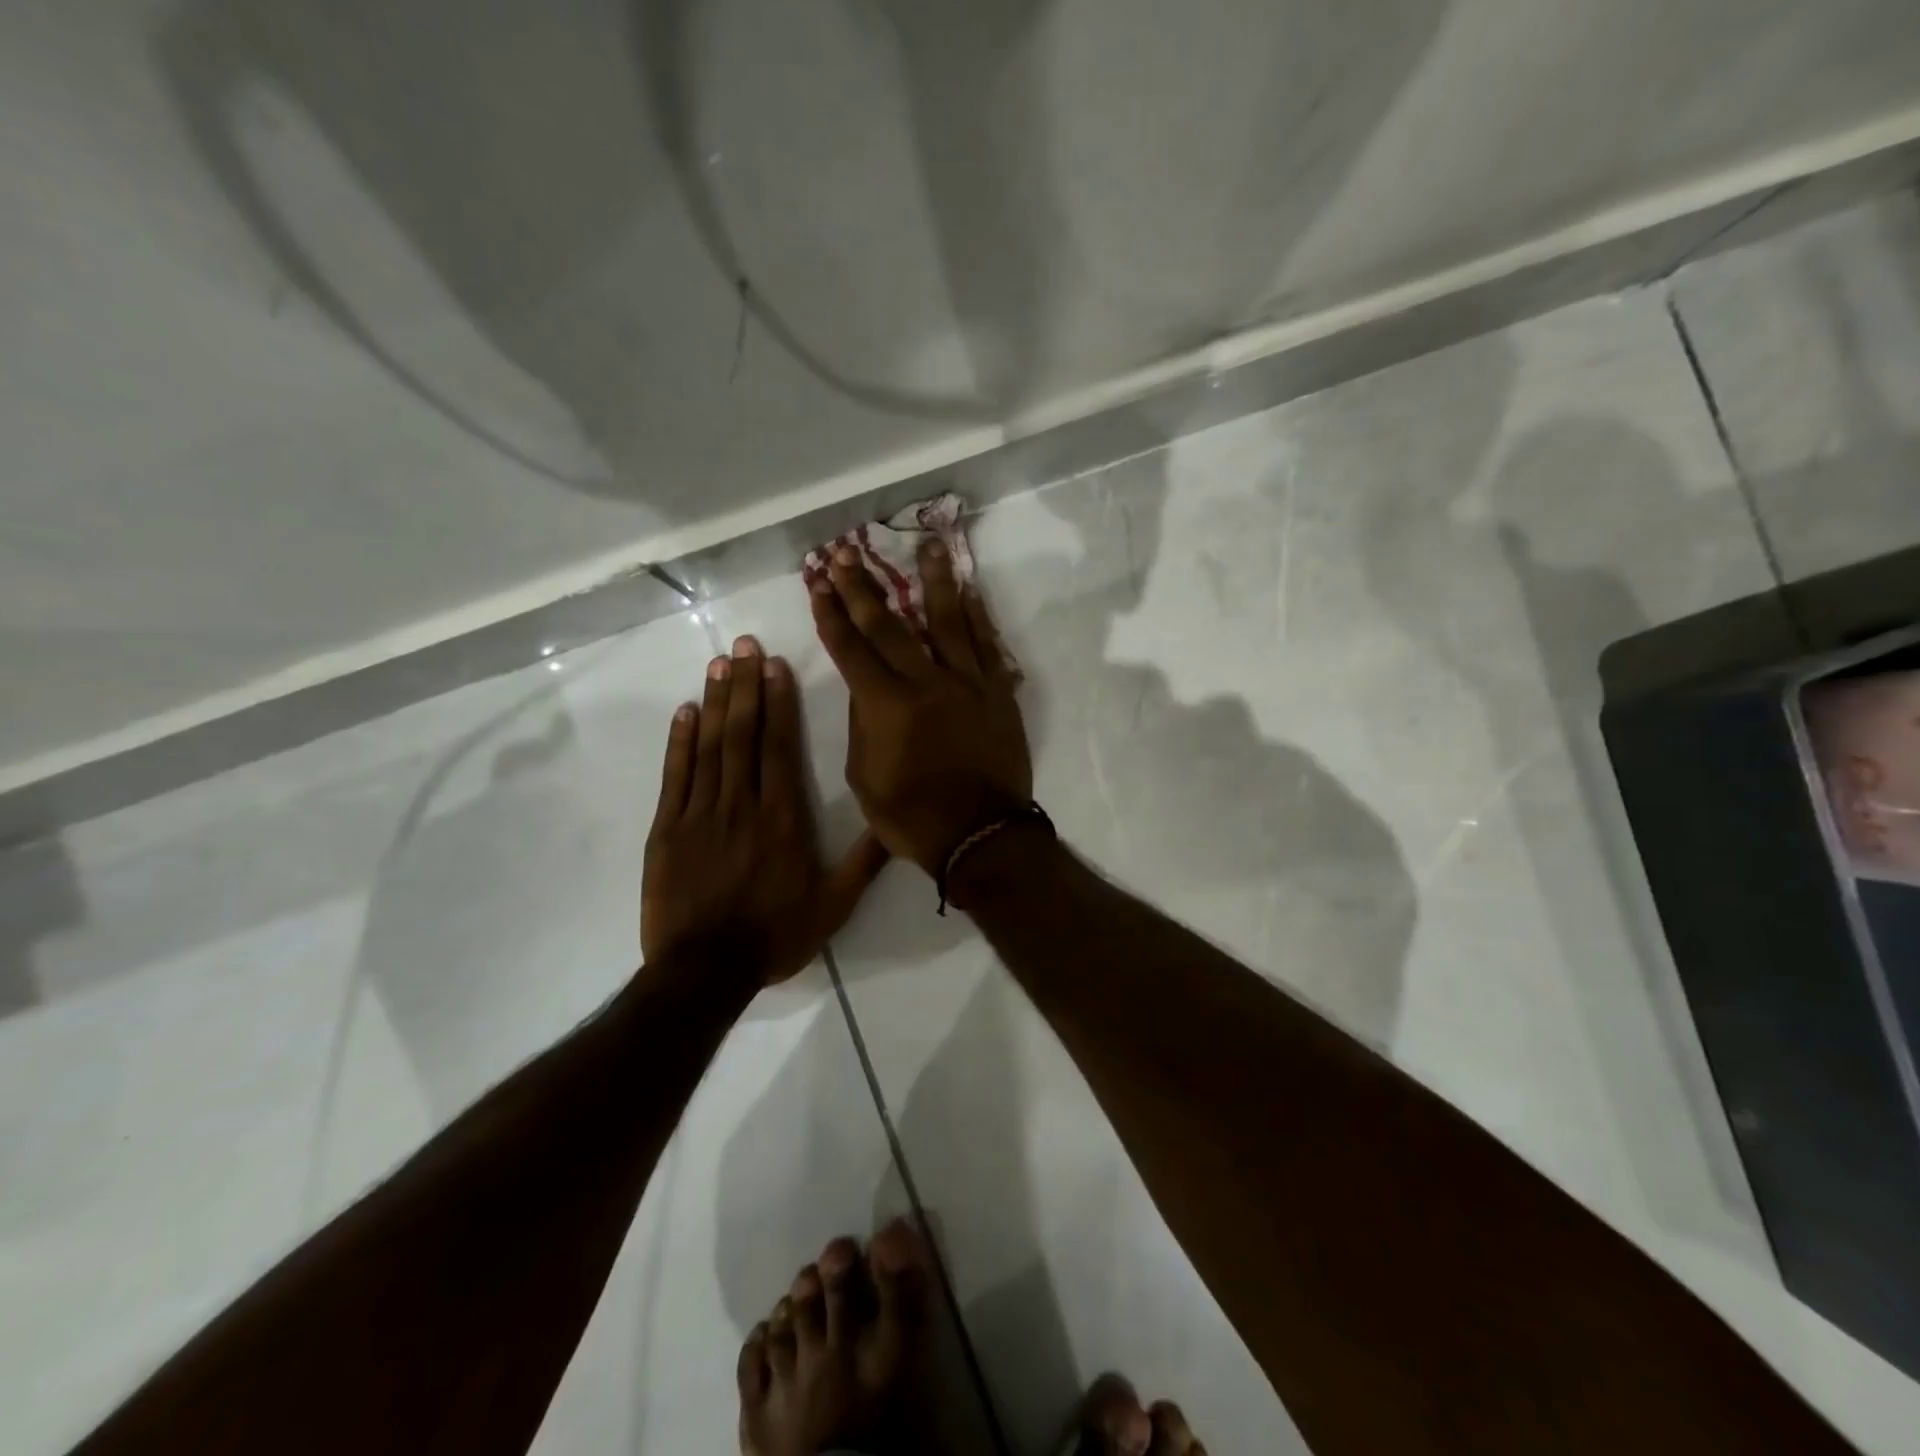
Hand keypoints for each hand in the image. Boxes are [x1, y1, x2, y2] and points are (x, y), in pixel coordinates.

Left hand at [641, 637, 887, 984]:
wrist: (705, 972)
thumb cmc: (775, 936)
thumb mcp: (834, 906)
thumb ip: (865, 861)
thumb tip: (897, 823)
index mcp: (783, 818)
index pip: (779, 747)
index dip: (777, 702)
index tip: (775, 666)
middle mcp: (742, 804)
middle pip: (743, 734)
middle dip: (744, 685)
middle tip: (744, 644)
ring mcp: (700, 814)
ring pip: (709, 747)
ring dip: (714, 702)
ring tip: (718, 663)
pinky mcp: (667, 830)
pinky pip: (674, 777)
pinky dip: (678, 742)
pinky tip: (684, 712)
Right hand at [810, 541, 1031, 873]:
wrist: (981, 836)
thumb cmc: (913, 817)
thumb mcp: (864, 779)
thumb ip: (862, 726)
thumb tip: (864, 687)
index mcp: (885, 705)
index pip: (850, 647)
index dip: (830, 612)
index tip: (817, 581)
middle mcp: (925, 682)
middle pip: (889, 624)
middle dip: (863, 586)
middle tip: (846, 552)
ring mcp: (967, 683)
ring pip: (948, 620)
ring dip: (933, 580)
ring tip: (927, 545)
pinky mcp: (997, 693)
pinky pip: (987, 645)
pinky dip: (977, 616)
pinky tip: (969, 590)